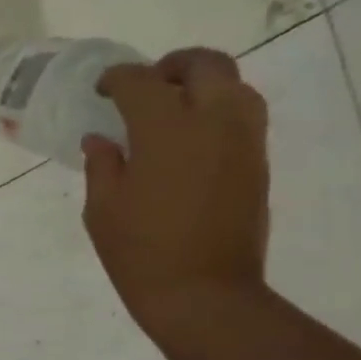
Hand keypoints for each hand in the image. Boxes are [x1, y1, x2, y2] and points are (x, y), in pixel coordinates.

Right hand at [82, 48, 270, 348]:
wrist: (203, 294)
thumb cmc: (140, 252)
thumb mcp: (103, 209)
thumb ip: (102, 164)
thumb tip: (102, 139)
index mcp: (166, 129)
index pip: (140, 82)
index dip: (117, 79)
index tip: (102, 90)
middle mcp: (213, 121)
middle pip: (203, 65)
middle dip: (171, 67)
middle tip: (145, 87)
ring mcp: (243, 141)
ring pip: (234, 85)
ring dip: (202, 86)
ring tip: (173, 110)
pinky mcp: (258, 163)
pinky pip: (243, 116)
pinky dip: (218, 112)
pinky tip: (191, 140)